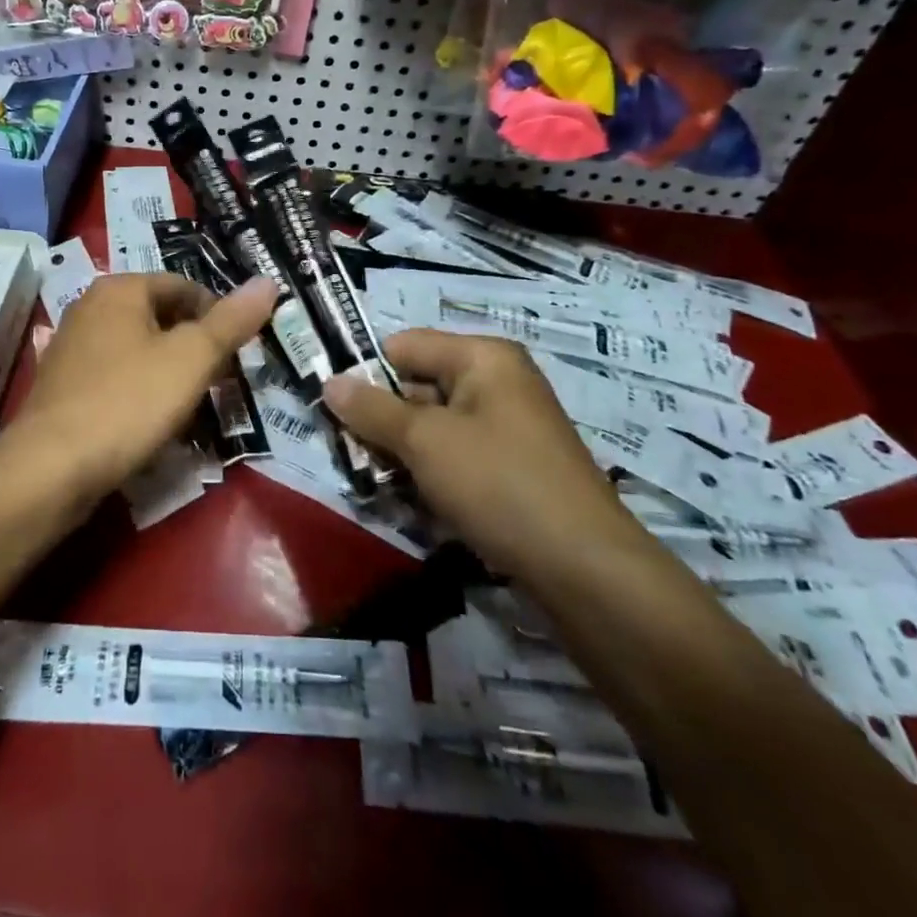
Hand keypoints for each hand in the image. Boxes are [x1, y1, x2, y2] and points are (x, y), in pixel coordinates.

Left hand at [18, 273, 276, 495]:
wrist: (50, 469)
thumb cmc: (127, 402)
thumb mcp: (191, 359)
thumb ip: (231, 321)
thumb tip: (268, 282)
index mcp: (119, 289)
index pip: (184, 286)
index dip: (219, 315)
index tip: (240, 352)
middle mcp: (90, 308)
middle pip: (160, 317)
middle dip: (195, 347)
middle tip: (221, 381)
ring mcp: (71, 348)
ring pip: (139, 349)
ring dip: (170, 372)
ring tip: (194, 405)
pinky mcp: (63, 387)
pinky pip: (116, 378)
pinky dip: (141, 392)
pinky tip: (153, 422)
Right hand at [322, 329, 647, 578]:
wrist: (586, 570)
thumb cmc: (499, 484)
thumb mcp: (425, 442)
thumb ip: (372, 409)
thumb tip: (329, 382)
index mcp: (483, 357)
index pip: (404, 346)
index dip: (367, 373)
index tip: (334, 411)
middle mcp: (498, 383)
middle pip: (418, 385)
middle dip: (382, 420)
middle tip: (352, 455)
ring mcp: (508, 428)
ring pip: (434, 427)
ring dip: (403, 454)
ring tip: (380, 484)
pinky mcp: (513, 469)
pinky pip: (457, 458)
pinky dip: (432, 476)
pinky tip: (417, 505)